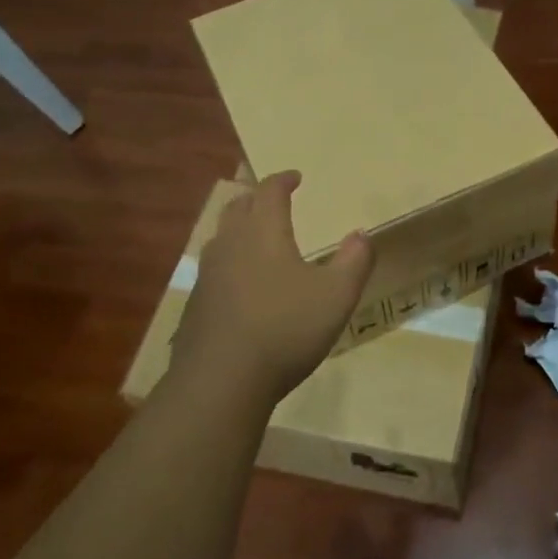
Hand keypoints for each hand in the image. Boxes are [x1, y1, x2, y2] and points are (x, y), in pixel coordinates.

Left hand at [170, 171, 373, 405]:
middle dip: (255, 197)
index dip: (283, 180)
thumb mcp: (337, 296)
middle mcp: (231, 244)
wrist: (221, 381)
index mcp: (264, 233)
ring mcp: (207, 275)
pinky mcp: (196, 304)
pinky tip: (239, 283)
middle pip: (238, 207)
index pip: (270, 192)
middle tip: (270, 198)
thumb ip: (354, 261)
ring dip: (238, 226)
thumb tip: (361, 234)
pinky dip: (229, 260)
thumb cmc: (285, 329)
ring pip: (221, 236)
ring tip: (254, 235)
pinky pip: (213, 268)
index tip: (295, 177)